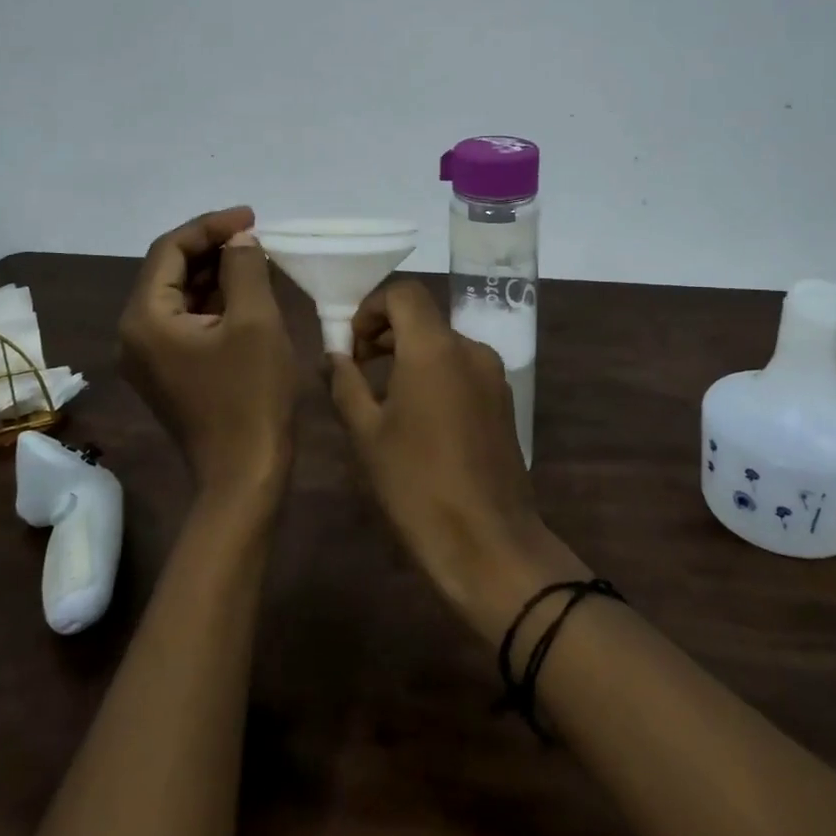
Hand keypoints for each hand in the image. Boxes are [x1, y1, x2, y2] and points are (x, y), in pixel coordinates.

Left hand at [119, 207, 297, 509]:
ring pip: (178, 295)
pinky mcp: (167, 371)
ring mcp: (148, 355)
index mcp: (144, 318)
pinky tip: (245, 291)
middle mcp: (134, 333)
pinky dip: (213, 301)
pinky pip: (185, 321)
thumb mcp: (255, 321)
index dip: (210, 226)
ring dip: (213, 272)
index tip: (252, 216)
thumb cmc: (251, 396)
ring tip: (255, 256)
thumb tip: (239, 239)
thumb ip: (244, 268)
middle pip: (168, 270)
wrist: (245, 474)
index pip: (169, 249)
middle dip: (211, 247)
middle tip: (255, 235)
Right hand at [327, 281, 582, 637]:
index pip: (404, 293)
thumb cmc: (417, 485)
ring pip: (442, 344)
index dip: (371, 307)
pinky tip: (416, 417)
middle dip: (385, 332)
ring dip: (408, 354)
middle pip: (424, 317)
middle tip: (355, 369)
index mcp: (435, 348)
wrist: (488, 542)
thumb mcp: (366, 434)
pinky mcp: (503, 401)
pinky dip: (433, 374)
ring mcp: (492, 375)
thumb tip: (332, 355)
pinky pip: (461, 368)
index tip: (351, 345)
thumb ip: (345, 384)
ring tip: (380, 396)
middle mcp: (470, 349)